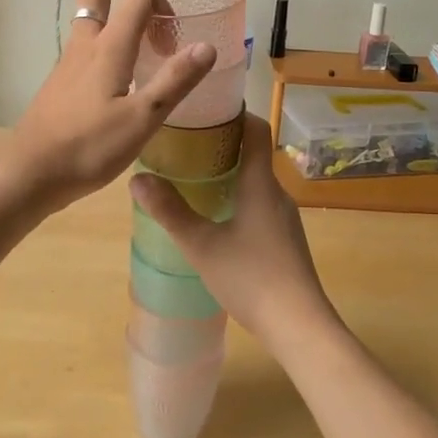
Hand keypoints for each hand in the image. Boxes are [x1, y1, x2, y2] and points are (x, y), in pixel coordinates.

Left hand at [1, 0, 216, 212]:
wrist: (29, 173)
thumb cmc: (88, 147)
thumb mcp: (142, 119)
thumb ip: (175, 80)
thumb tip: (207, 46)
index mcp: (108, 46)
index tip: (175, 22)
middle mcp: (85, 43)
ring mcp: (68, 60)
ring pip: (91, 16)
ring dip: (118, 12)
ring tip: (148, 38)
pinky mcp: (61, 80)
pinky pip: (87, 42)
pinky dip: (109, 39)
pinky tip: (124, 73)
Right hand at [128, 112, 340, 352]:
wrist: (300, 327)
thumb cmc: (251, 278)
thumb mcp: (202, 245)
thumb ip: (170, 212)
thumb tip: (137, 179)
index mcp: (260, 183)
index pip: (256, 129)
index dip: (235, 113)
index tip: (206, 110)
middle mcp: (277, 192)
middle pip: (253, 154)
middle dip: (223, 144)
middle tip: (186, 144)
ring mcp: (285, 218)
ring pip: (256, 182)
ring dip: (230, 173)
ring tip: (195, 178)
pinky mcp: (286, 240)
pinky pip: (260, 204)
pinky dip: (239, 197)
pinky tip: (217, 219)